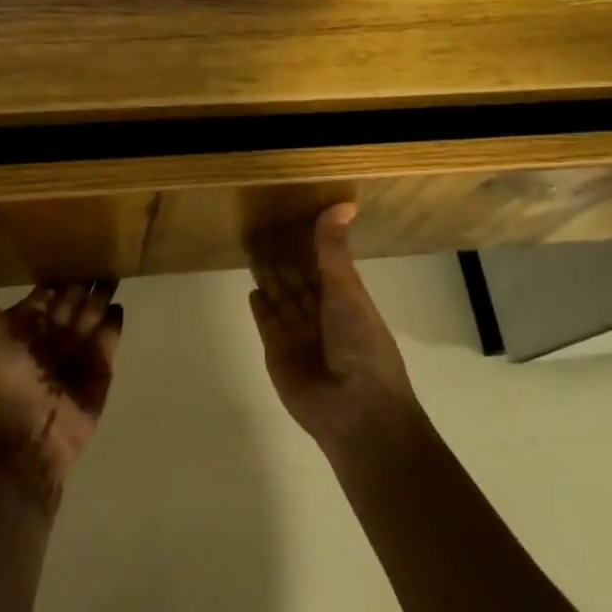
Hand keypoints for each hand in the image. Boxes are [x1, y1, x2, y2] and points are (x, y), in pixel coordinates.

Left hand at [0, 267, 122, 509]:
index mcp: (24, 323)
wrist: (30, 424)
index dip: (56, 271)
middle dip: (84, 278)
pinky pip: (109, 339)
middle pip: (72, 299)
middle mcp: (51, 334)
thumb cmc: (4, 370)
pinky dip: (114, 322)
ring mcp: (77, 351)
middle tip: (104, 247)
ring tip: (116, 267)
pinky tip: (119, 304)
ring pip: (92, 313)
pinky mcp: (101, 367)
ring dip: (101, 293)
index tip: (70, 241)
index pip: (45, 291)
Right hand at [248, 203, 417, 455]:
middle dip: (282, 255)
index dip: (306, 241)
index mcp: (345, 297)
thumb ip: (333, 249)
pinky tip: (252, 289)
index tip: (288, 213)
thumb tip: (342, 202)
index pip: (321, 261)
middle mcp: (322, 312)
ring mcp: (299, 334)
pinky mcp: (278, 352)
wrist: (355, 409)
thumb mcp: (347, 290)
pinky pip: (267, 323)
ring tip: (251, 248)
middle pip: (297, 278)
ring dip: (269, 275)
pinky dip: (261, 307)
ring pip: (280, 297)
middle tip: (260, 226)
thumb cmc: (360, 344)